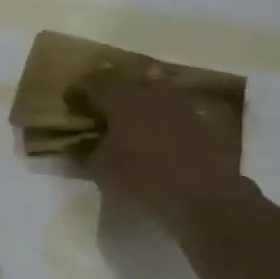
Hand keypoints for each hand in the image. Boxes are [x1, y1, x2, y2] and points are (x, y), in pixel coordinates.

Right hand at [70, 65, 248, 214]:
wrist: (206, 198)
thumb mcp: (101, 171)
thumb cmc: (143, 179)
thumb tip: (76, 148)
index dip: (79, 90)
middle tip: (102, 109)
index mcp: (123, 97)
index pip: (94, 81)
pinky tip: (164, 137)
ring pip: (157, 93)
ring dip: (143, 103)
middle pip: (129, 81)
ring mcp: (184, 104)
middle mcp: (154, 91)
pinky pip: (181, 112)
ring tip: (134, 122)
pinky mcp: (208, 121)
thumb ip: (85, 154)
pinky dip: (168, 120)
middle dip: (113, 92)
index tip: (70, 102)